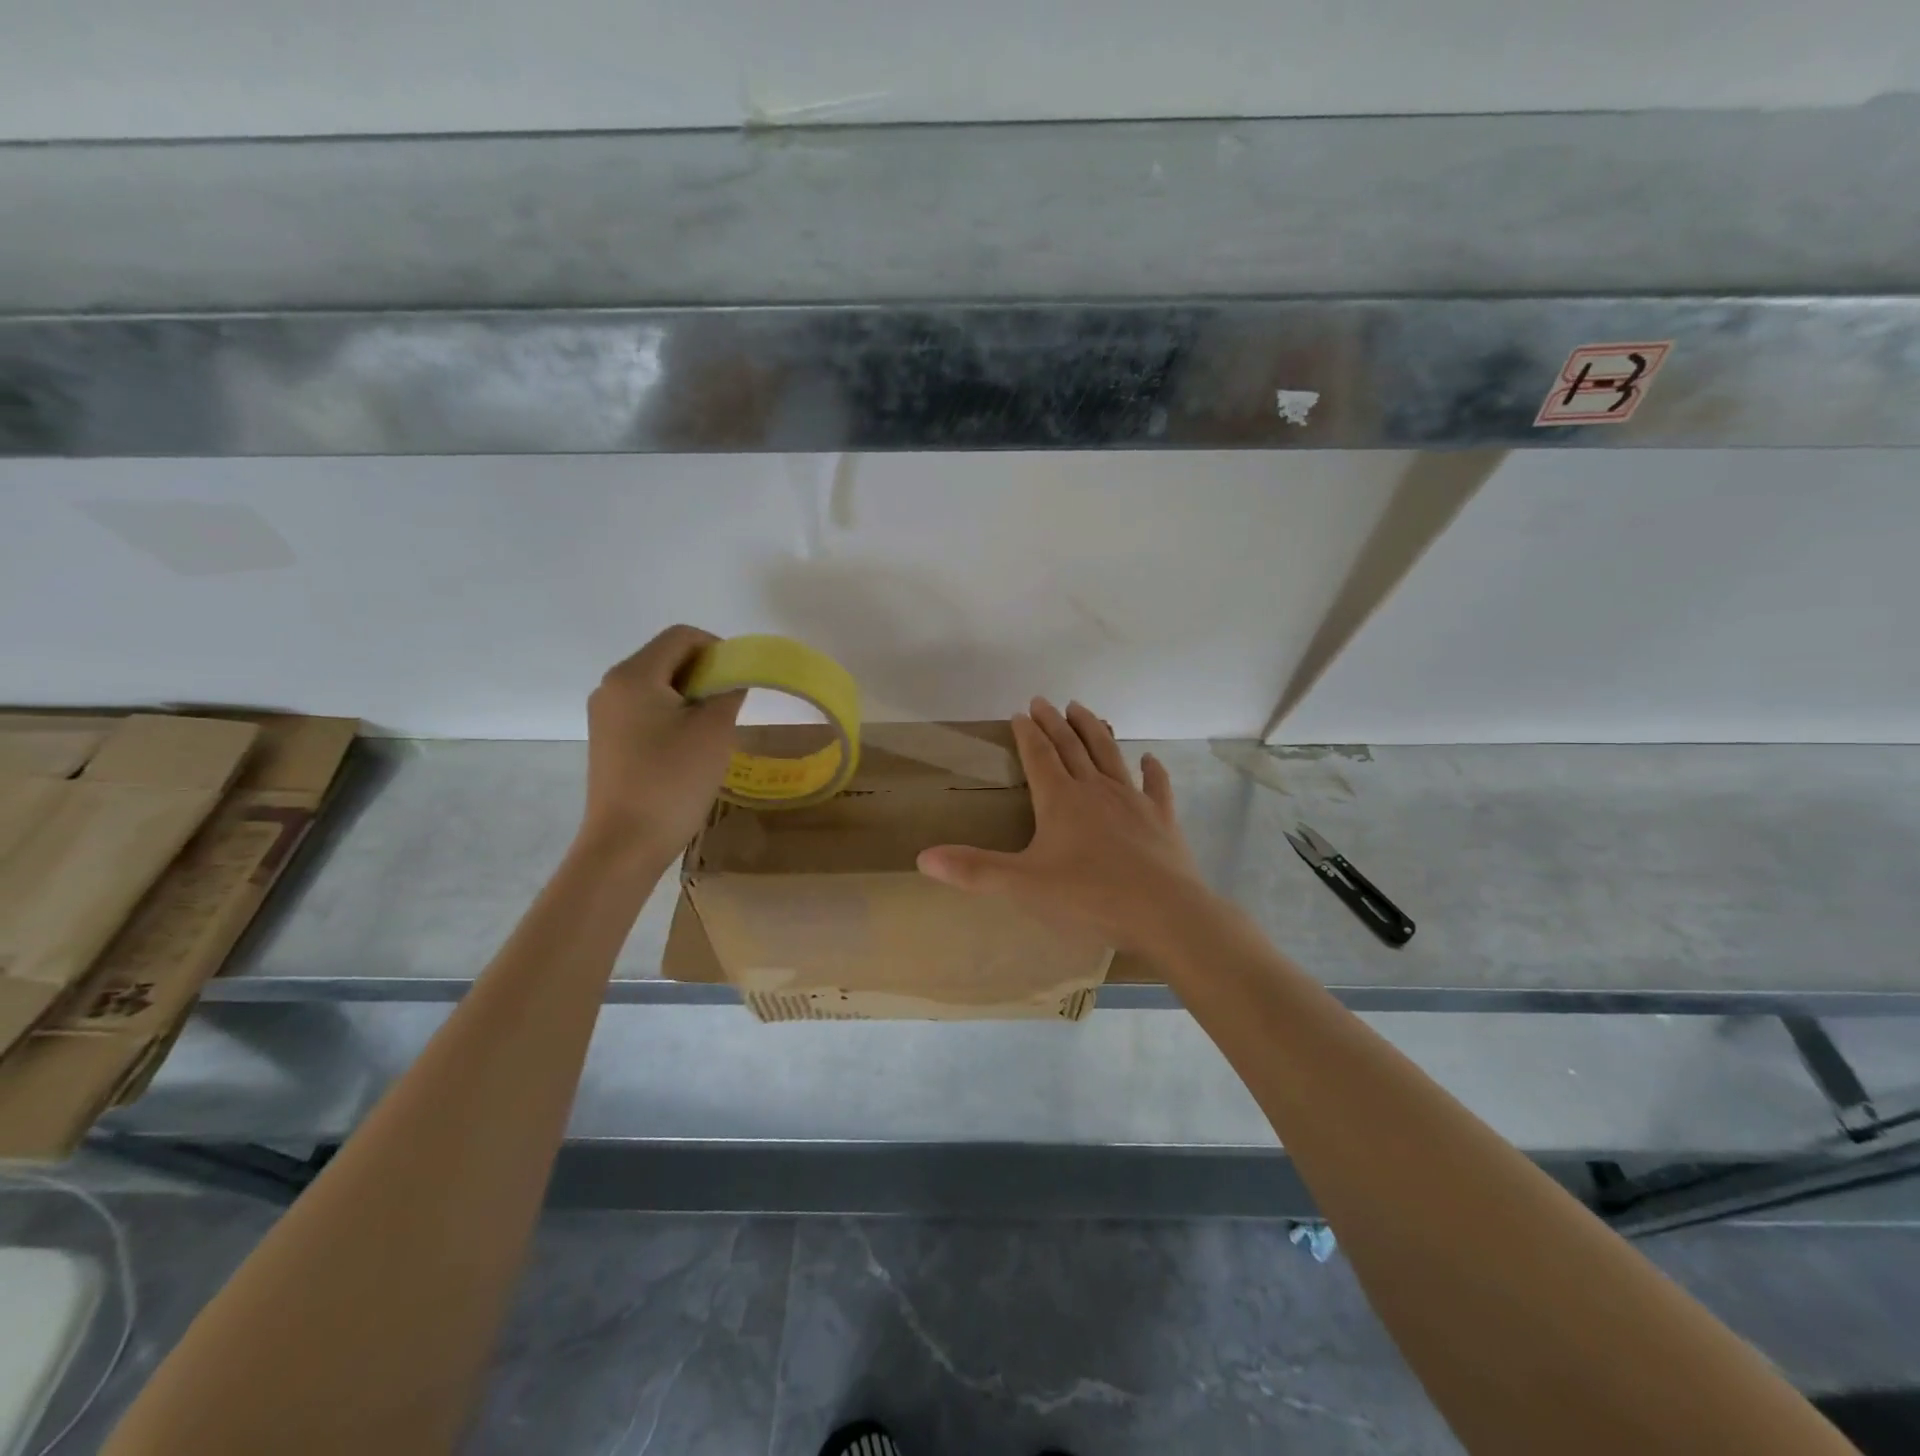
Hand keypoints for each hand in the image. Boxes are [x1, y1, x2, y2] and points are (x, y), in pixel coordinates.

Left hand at [578, 626, 743, 856]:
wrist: (625, 843)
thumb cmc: (672, 781)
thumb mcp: (714, 731)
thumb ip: (729, 692)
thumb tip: (732, 679)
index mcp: (633, 675)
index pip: (681, 637)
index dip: (718, 648)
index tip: (740, 681)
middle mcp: (611, 687)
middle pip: (667, 658)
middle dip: (705, 674)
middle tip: (731, 707)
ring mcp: (605, 715)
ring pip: (657, 686)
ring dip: (691, 697)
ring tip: (713, 732)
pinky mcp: (608, 740)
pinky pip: (646, 711)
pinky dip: (673, 716)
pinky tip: (689, 749)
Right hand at [916, 697, 1214, 952]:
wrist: (1163, 912)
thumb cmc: (1088, 896)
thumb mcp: (1022, 885)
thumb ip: (974, 870)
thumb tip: (922, 857)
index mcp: (1060, 800)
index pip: (1039, 756)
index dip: (1027, 733)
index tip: (1020, 713)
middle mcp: (1096, 790)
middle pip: (1072, 747)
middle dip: (1055, 722)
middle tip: (1044, 701)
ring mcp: (1132, 801)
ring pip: (1110, 755)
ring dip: (1095, 730)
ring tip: (1083, 709)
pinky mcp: (1161, 819)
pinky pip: (1156, 786)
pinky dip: (1152, 770)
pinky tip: (1150, 758)